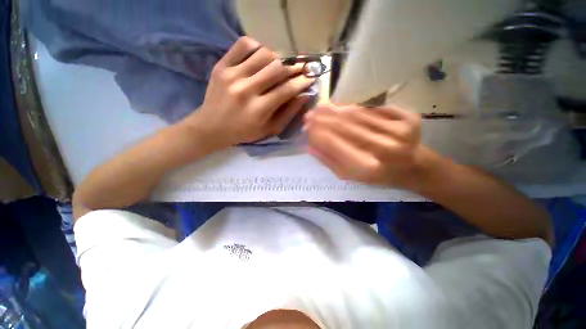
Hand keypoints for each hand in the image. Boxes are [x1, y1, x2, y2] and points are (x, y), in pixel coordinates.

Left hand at [185, 37, 314, 149]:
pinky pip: (243, 45)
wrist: (211, 127)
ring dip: (276, 58)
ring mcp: (232, 75)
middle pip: (277, 68)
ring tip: (278, 67)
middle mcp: (246, 90)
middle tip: (299, 69)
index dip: (302, 82)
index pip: (287, 90)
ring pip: (263, 53)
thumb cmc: (244, 132)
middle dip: (293, 68)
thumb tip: (304, 95)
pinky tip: (260, 57)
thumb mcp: (269, 129)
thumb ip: (288, 113)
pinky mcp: (221, 66)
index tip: (310, 77)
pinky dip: (257, 47)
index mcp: (258, 110)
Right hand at [304, 104, 425, 188]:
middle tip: (309, 114)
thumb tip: (310, 146)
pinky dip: (354, 108)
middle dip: (323, 118)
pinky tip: (341, 107)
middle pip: (345, 126)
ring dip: (335, 110)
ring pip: (357, 115)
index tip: (306, 127)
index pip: (334, 144)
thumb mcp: (351, 176)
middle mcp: (384, 148)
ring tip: (321, 108)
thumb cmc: (378, 176)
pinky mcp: (408, 118)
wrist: (413, 168)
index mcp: (368, 167)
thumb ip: (329, 161)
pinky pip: (373, 109)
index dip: (317, 133)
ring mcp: (398, 131)